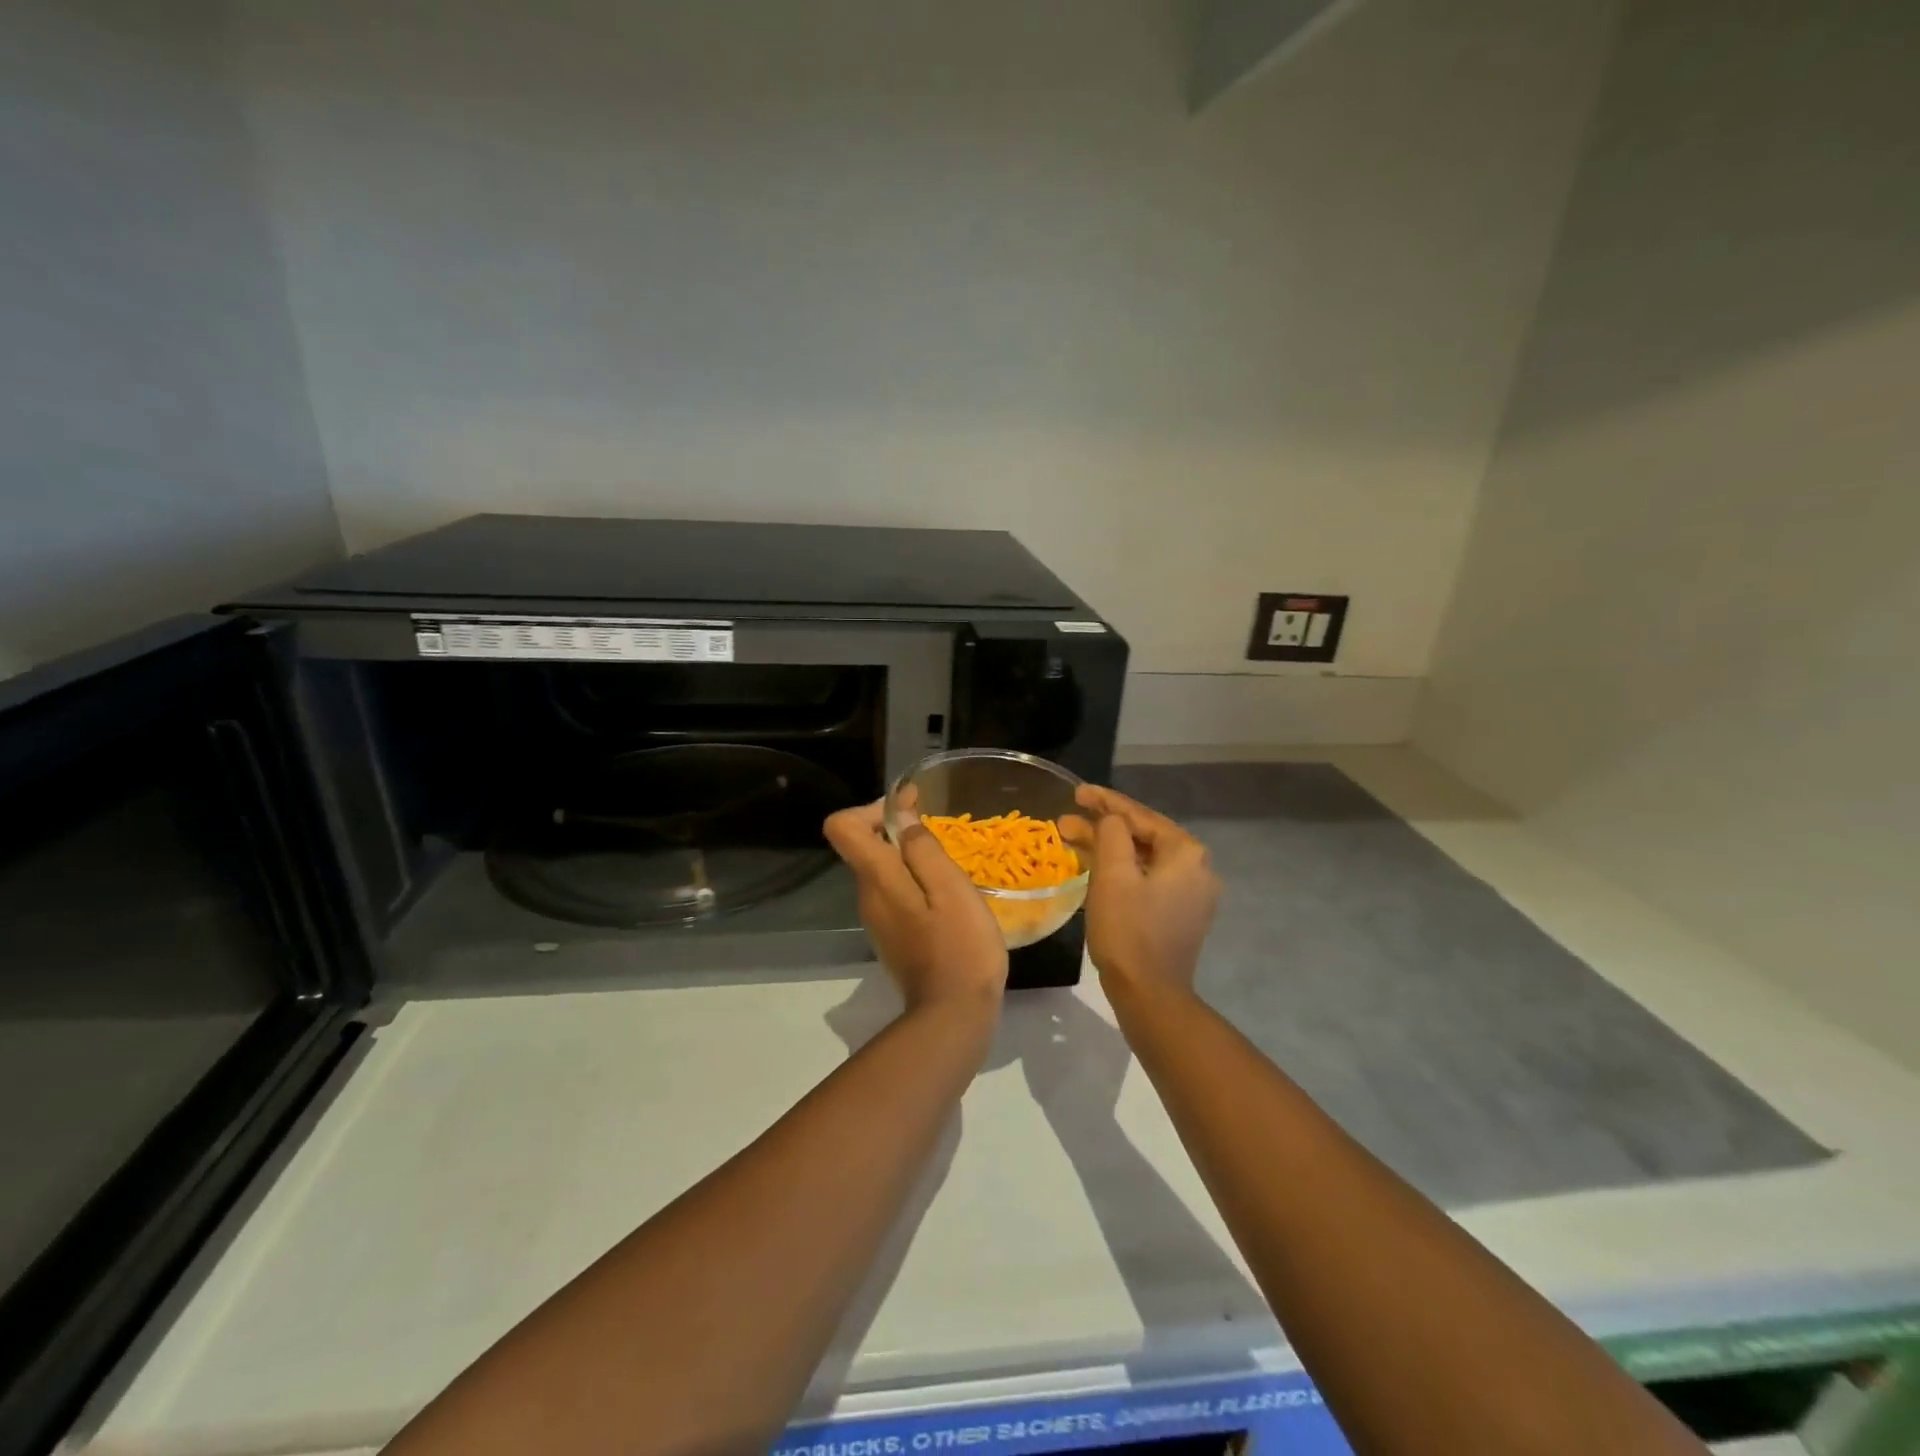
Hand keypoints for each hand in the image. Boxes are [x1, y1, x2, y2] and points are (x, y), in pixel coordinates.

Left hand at [823, 801, 1007, 1015]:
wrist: (954, 1017)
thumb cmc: (959, 947)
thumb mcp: (950, 889)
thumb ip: (922, 849)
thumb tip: (901, 816)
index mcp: (877, 879)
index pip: (842, 827)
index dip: (872, 808)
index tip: (910, 807)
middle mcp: (867, 896)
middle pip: (864, 846)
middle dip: (896, 829)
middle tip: (939, 831)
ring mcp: (878, 921)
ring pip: (883, 871)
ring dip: (909, 857)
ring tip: (950, 864)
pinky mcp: (892, 938)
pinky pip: (895, 895)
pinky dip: (915, 883)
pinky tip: (948, 897)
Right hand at [1064, 785, 1219, 1000]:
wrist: (1150, 994)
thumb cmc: (1129, 930)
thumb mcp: (1113, 875)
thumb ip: (1112, 833)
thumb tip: (1111, 820)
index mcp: (1185, 853)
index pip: (1139, 816)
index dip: (1105, 801)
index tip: (1077, 792)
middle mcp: (1197, 868)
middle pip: (1143, 836)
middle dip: (1103, 826)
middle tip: (1067, 819)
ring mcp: (1192, 894)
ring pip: (1143, 858)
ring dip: (1109, 848)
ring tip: (1072, 841)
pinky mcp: (1181, 914)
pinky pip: (1148, 879)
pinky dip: (1123, 870)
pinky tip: (1096, 868)